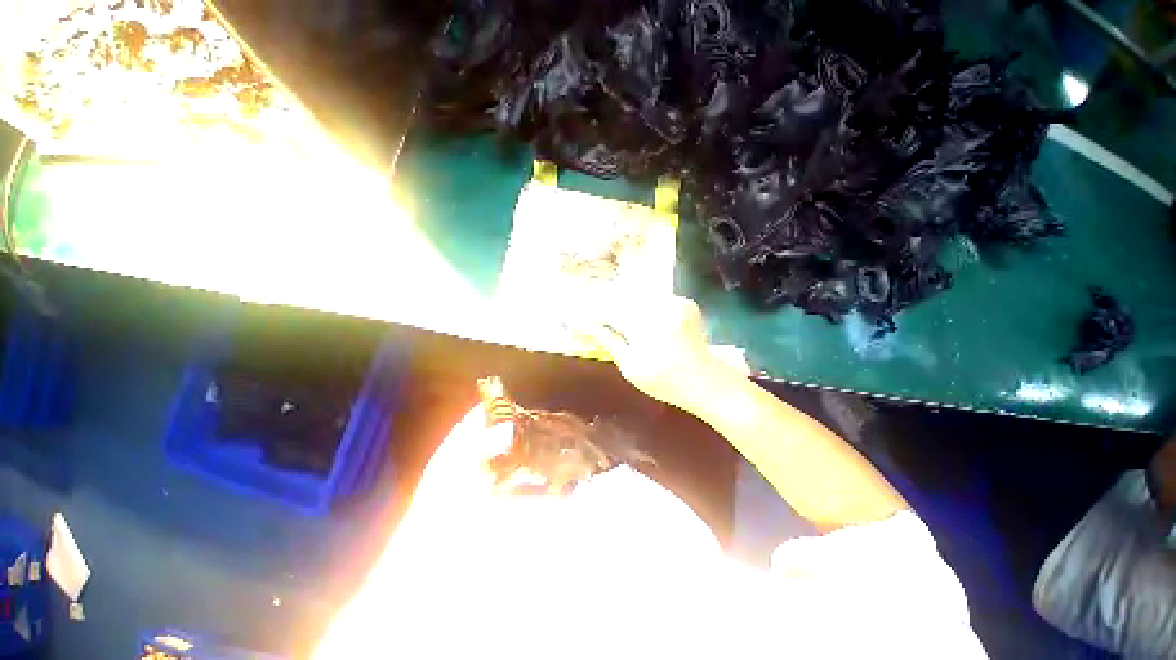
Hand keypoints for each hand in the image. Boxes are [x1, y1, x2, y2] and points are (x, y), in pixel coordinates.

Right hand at [585, 294, 736, 410]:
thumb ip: (607, 339)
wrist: (705, 381)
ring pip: (639, 296)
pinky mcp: (685, 302)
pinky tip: (643, 319)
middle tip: (594, 316)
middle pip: (623, 298)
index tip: (575, 314)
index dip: (591, 312)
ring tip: (615, 317)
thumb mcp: (629, 365)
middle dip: (607, 306)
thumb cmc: (664, 380)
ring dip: (626, 305)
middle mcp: (660, 305)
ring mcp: (675, 301)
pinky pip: (656, 298)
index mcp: (644, 324)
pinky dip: (645, 306)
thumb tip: (584, 323)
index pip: (608, 310)